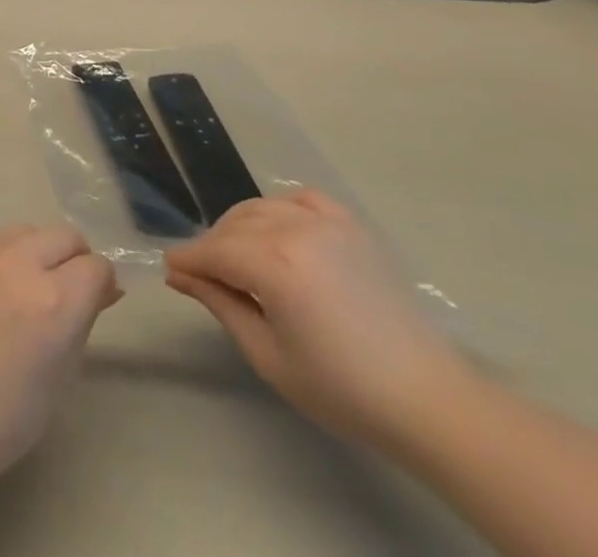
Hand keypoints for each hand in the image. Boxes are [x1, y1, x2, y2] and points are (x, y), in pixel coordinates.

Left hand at [0, 225, 119, 481]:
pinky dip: (0, 260)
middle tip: (64, 290)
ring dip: (36, 252)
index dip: (100, 283)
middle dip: (73, 259)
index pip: (96, 266)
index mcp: (54, 301)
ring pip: (26, 231)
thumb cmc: (7, 415)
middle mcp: (19, 264)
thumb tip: (105, 288)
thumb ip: (84, 320)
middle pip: (64, 235)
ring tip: (24, 288)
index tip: (95, 300)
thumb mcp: (62, 372)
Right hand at [165, 191, 473, 448]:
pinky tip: (280, 232)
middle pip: (234, 225)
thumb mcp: (269, 355)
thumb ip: (221, 304)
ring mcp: (326, 221)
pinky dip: (280, 209)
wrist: (427, 398)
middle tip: (204, 276)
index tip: (171, 272)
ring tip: (240, 259)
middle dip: (213, 247)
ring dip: (241, 228)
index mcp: (274, 263)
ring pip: (262, 208)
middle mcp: (295, 228)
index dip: (188, 260)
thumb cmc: (342, 388)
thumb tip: (181, 275)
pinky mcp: (351, 225)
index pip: (214, 251)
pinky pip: (301, 199)